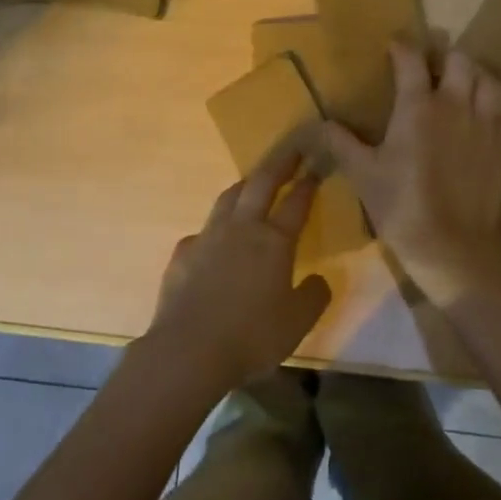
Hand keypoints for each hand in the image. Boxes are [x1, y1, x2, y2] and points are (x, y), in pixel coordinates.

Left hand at [146, 151, 332, 392]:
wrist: (188, 351)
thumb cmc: (251, 337)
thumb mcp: (297, 323)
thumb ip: (313, 297)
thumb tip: (318, 280)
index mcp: (274, 242)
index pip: (296, 203)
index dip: (308, 183)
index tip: (316, 165)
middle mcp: (241, 228)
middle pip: (261, 184)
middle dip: (279, 163)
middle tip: (291, 149)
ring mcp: (208, 237)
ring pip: (228, 198)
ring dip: (244, 185)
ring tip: (252, 182)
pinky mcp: (182, 254)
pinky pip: (202, 231)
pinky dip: (214, 228)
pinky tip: (214, 240)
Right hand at [324, 43, 500, 308]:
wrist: (452, 247)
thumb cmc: (401, 205)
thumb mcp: (362, 174)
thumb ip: (341, 143)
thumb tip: (318, 123)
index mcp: (419, 106)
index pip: (411, 59)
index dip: (401, 46)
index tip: (394, 45)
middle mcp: (456, 105)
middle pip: (459, 59)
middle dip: (444, 56)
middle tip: (431, 67)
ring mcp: (485, 124)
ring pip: (486, 81)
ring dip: (472, 77)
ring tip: (459, 87)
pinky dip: (490, 108)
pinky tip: (479, 122)